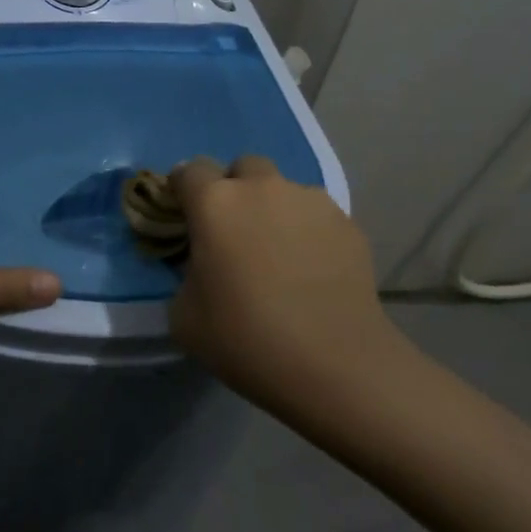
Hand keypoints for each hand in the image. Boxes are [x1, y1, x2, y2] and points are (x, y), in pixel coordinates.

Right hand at [169, 156, 392, 403]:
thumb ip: (184, 276)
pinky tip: (313, 271)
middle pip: (243, 168)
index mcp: (215, 202)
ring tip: (280, 256)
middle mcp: (262, 188)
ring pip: (283, 190)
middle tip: (235, 232)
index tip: (186, 217)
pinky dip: (308, 232)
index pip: (190, 171)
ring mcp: (310, 201)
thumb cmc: (246, 338)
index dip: (184, 190)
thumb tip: (201, 267)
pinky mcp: (346, 222)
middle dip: (235, 189)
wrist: (334, 363)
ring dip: (274, 210)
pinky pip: (316, 216)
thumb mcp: (184, 317)